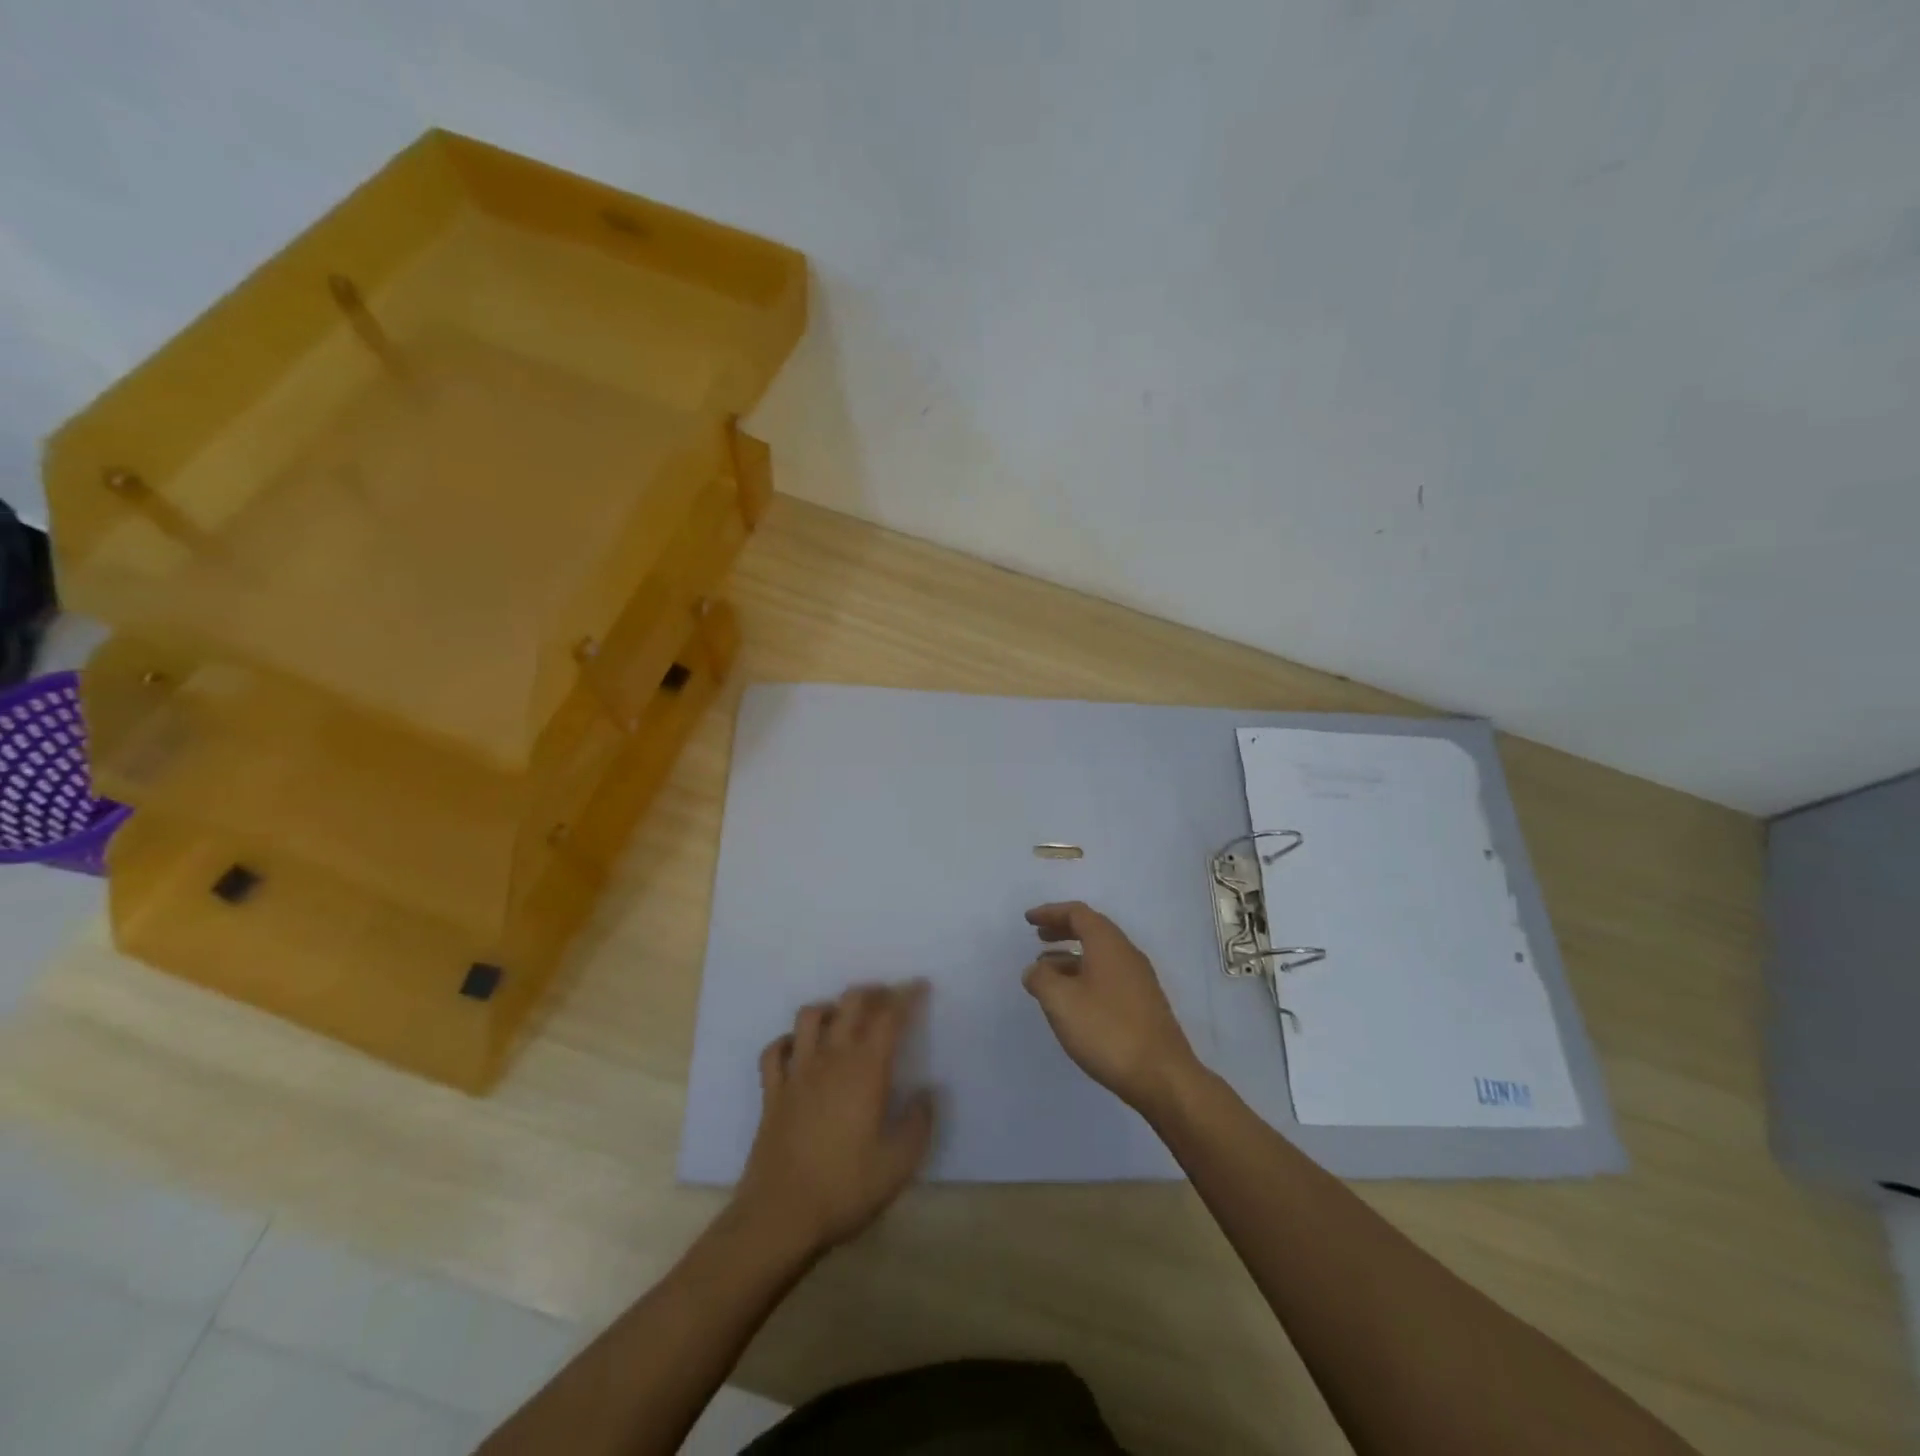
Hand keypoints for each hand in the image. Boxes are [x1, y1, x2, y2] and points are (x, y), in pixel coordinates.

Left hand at [735, 982, 934, 1258]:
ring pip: (809, 1016)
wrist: (780, 1217)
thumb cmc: (845, 1189)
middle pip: (850, 1003)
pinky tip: (798, 1049)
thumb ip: (918, 1123)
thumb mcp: (898, 1164)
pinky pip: (774, 1050)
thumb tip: (927, 1093)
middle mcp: (831, 1059)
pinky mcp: (772, 1092)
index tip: (919, 986)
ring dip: (830, 1008)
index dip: (906, 995)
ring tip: (844, 1018)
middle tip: (887, 998)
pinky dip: (788, 1041)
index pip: (889, 1017)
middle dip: (872, 992)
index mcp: (865, 1070)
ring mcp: (797, 1072)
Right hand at [1023, 901, 1200, 1111]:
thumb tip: (1035, 970)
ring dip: (1071, 956)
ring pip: (1100, 955)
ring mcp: (1138, 980)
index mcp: (1108, 944)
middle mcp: (1127, 954)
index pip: (1078, 914)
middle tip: (1038, 938)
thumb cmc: (1107, 1030)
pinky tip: (1072, 1000)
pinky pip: (1108, 975)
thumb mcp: (1061, 1002)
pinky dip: (1085, 975)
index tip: (1029, 920)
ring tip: (1046, 972)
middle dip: (1062, 930)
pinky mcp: (1143, 1004)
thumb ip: (1041, 979)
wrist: (1162, 1076)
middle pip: (1091, 930)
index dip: (1051, 913)